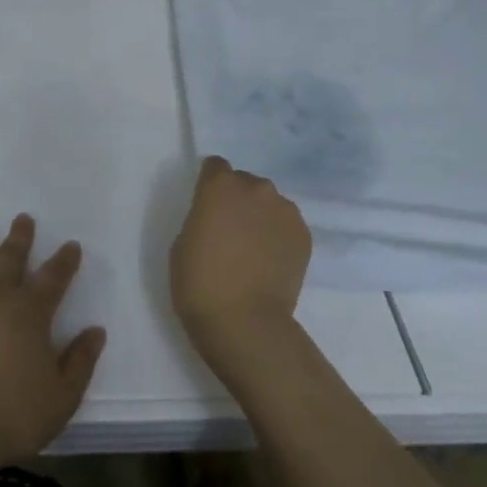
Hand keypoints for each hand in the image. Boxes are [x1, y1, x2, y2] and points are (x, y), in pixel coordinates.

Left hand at [0, 214, 106, 467]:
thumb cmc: (12, 414)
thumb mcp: (62, 395)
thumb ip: (81, 360)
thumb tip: (96, 331)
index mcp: (30, 311)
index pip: (53, 277)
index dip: (65, 260)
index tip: (71, 245)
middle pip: (9, 258)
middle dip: (20, 238)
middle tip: (23, 219)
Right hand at [171, 156, 312, 380]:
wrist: (244, 321)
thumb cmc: (199, 282)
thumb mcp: (183, 241)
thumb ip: (202, 216)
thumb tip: (218, 216)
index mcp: (220, 186)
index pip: (215, 166)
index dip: (210, 183)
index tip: (206, 204)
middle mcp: (256, 189)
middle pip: (245, 183)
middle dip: (238, 199)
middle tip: (230, 230)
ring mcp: (285, 211)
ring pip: (269, 203)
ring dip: (260, 216)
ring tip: (253, 247)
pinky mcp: (304, 235)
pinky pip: (286, 224)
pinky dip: (278, 235)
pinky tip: (269, 260)